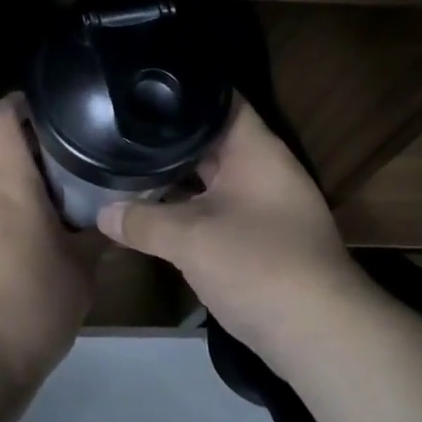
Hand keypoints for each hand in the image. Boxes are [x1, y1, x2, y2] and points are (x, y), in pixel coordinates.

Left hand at [0, 93, 98, 391]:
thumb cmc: (31, 308)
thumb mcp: (80, 272)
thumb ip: (97, 235)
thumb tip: (114, 216)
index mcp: (6, 183)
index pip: (1, 119)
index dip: (17, 103)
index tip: (41, 107)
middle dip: (7, 140)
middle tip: (43, 157)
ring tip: (20, 193)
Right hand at [98, 99, 364, 360]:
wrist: (320, 335)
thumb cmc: (257, 264)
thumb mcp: (190, 239)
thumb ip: (142, 221)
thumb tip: (101, 211)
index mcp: (255, 149)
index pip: (220, 98)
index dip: (184, 88)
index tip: (144, 86)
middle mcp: (263, 167)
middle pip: (212, 138)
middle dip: (171, 136)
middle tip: (122, 126)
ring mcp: (265, 204)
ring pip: (214, 177)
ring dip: (179, 176)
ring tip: (130, 161)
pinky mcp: (262, 237)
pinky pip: (219, 207)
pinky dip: (191, 206)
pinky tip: (157, 209)